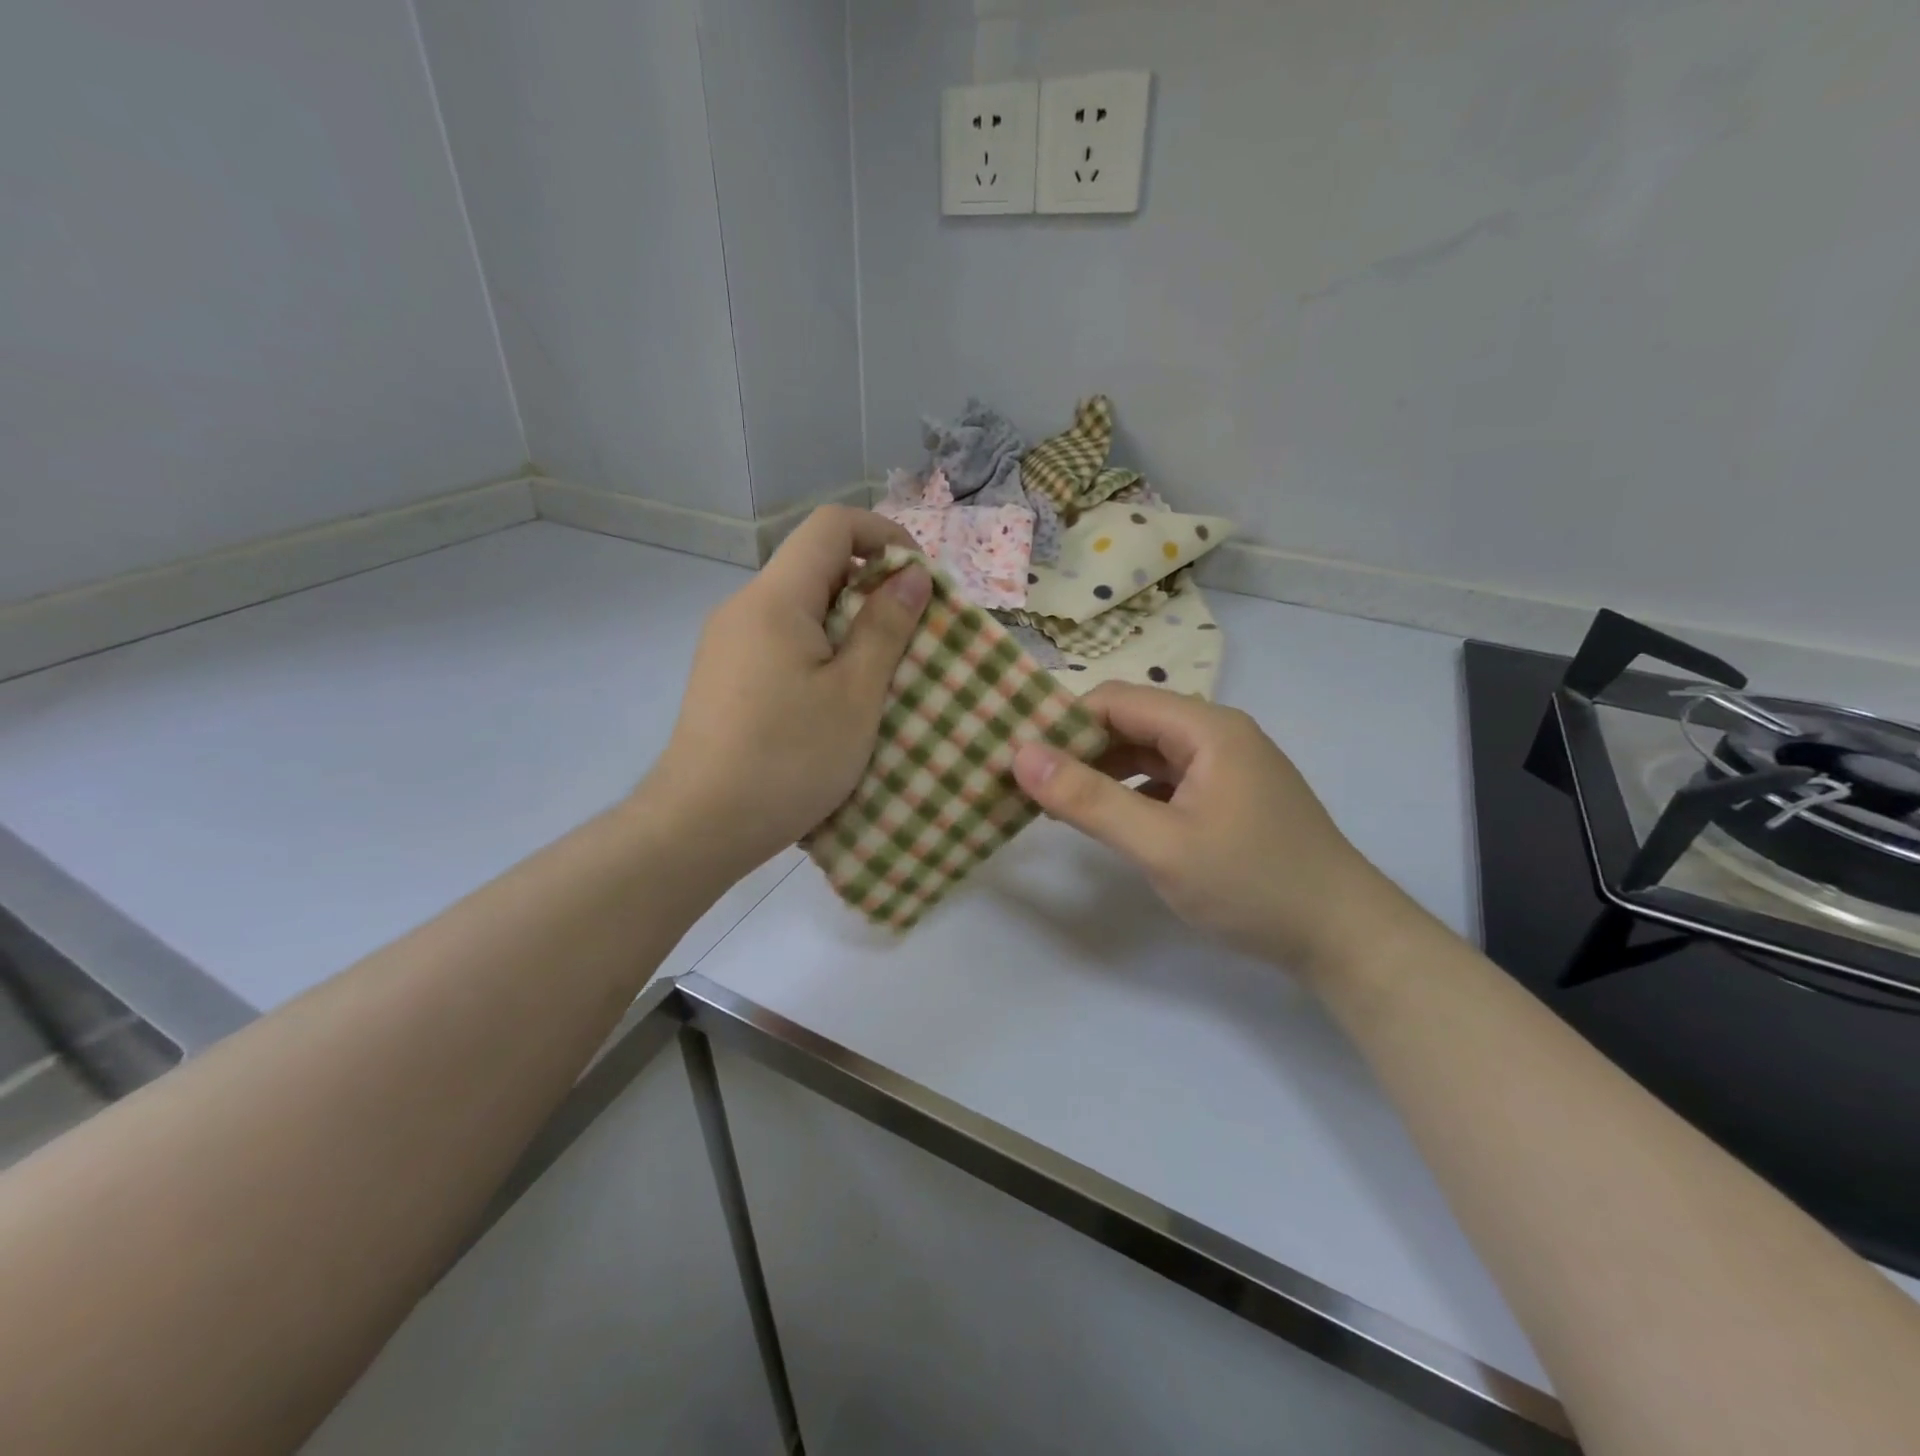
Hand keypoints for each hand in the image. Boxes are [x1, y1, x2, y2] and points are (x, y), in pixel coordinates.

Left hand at [645, 507, 930, 878]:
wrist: (700, 824)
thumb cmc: (789, 758)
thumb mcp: (855, 694)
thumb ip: (886, 626)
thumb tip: (912, 573)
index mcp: (775, 598)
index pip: (831, 525)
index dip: (884, 536)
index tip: (919, 579)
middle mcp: (744, 606)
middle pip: (816, 565)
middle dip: (872, 586)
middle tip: (912, 635)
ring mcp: (728, 642)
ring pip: (800, 607)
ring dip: (848, 624)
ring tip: (881, 673)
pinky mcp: (724, 675)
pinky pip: (781, 639)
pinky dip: (820, 650)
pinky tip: (836, 698)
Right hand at [1012, 683, 1404, 976]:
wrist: (1343, 937)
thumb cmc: (1252, 885)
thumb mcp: (1161, 845)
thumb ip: (1089, 800)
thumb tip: (1020, 755)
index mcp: (1206, 728)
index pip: (1115, 700)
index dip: (1063, 722)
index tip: (1019, 757)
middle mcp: (1215, 734)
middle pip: (1130, 723)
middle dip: (1077, 749)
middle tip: (1027, 784)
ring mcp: (1224, 766)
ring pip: (1145, 753)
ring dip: (1100, 772)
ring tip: (1053, 802)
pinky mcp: (1226, 797)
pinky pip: (1165, 780)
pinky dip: (1129, 793)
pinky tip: (1104, 819)